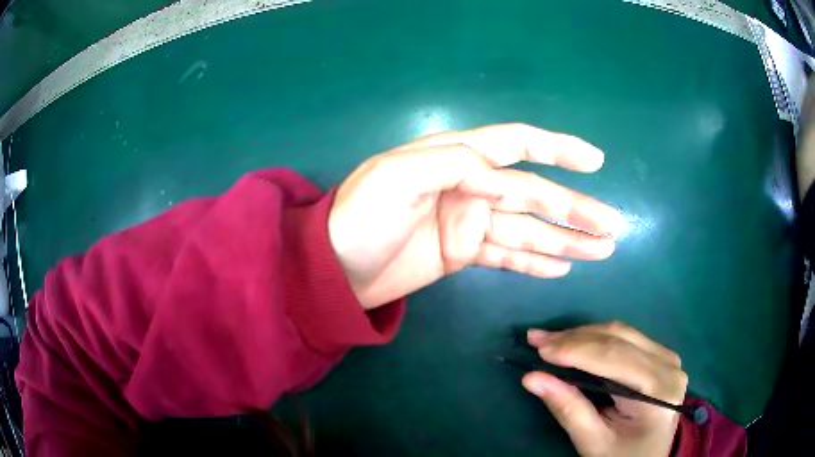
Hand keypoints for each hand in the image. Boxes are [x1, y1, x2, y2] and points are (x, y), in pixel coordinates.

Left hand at [328, 123, 622, 308]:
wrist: (333, 269)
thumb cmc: (358, 218)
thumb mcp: (397, 176)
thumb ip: (453, 164)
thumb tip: (502, 176)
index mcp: (455, 157)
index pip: (515, 144)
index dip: (557, 149)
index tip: (595, 161)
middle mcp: (469, 186)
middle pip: (534, 195)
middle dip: (574, 209)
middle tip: (612, 227)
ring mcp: (469, 223)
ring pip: (528, 229)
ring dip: (566, 240)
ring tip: (601, 250)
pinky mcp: (463, 254)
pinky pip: (508, 256)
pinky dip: (535, 262)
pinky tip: (563, 266)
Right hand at [523, 322, 687, 456]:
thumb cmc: (622, 456)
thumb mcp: (593, 442)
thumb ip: (568, 409)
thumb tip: (532, 378)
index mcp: (658, 391)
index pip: (615, 358)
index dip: (576, 349)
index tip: (539, 347)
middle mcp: (668, 365)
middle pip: (619, 340)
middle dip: (575, 338)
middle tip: (536, 339)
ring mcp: (667, 357)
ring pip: (622, 333)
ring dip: (583, 335)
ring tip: (550, 340)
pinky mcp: (661, 356)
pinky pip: (627, 338)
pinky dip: (597, 339)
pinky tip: (575, 343)